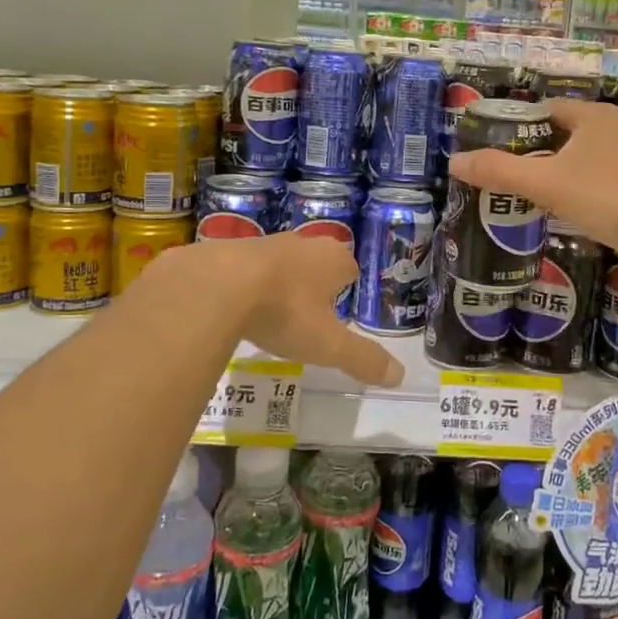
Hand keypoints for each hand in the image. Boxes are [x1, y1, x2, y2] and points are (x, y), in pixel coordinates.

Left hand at [158, 234, 404, 387]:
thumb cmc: (285, 310)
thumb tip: (400, 376)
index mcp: (333, 260)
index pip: (350, 268)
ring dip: (280, 282)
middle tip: (309, 312)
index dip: (346, 287)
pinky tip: (236, 307)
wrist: (218, 284)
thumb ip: (363, 359)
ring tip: (272, 312)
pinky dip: (245, 284)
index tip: (339, 308)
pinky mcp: (230, 249)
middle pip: (316, 261)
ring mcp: (265, 242)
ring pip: (281, 262)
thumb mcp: (328, 345)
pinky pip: (245, 268)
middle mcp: (303, 243)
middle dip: (315, 282)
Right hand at [446, 99, 617, 269]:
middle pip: (561, 134)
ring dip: (552, 171)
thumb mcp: (545, 182)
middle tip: (500, 170)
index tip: (492, 144)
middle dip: (532, 150)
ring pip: (577, 159)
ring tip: (520, 190)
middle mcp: (613, 129)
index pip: (546, 109)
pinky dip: (572, 189)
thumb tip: (454, 162)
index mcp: (594, 116)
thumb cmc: (605, 197)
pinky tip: (555, 208)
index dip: (518, 124)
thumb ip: (499, 171)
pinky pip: (592, 180)